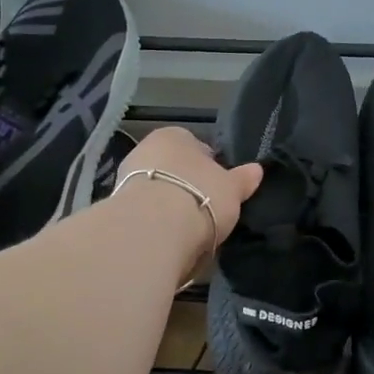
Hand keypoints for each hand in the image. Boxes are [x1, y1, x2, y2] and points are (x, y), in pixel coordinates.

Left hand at [114, 126, 263, 251]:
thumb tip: (257, 170)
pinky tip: (167, 238)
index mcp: (175, 135)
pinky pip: (144, 212)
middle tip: (204, 208)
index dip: (209, 167)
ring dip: (168, 205)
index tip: (218, 188)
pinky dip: (154, 222)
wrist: (152, 228)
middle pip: (173, 168)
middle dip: (185, 185)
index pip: (196, 147)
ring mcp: (126, 177)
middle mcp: (146, 148)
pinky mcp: (116, 207)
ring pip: (156, 190)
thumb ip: (243, 179)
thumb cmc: (200, 195)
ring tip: (186, 229)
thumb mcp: (232, 189)